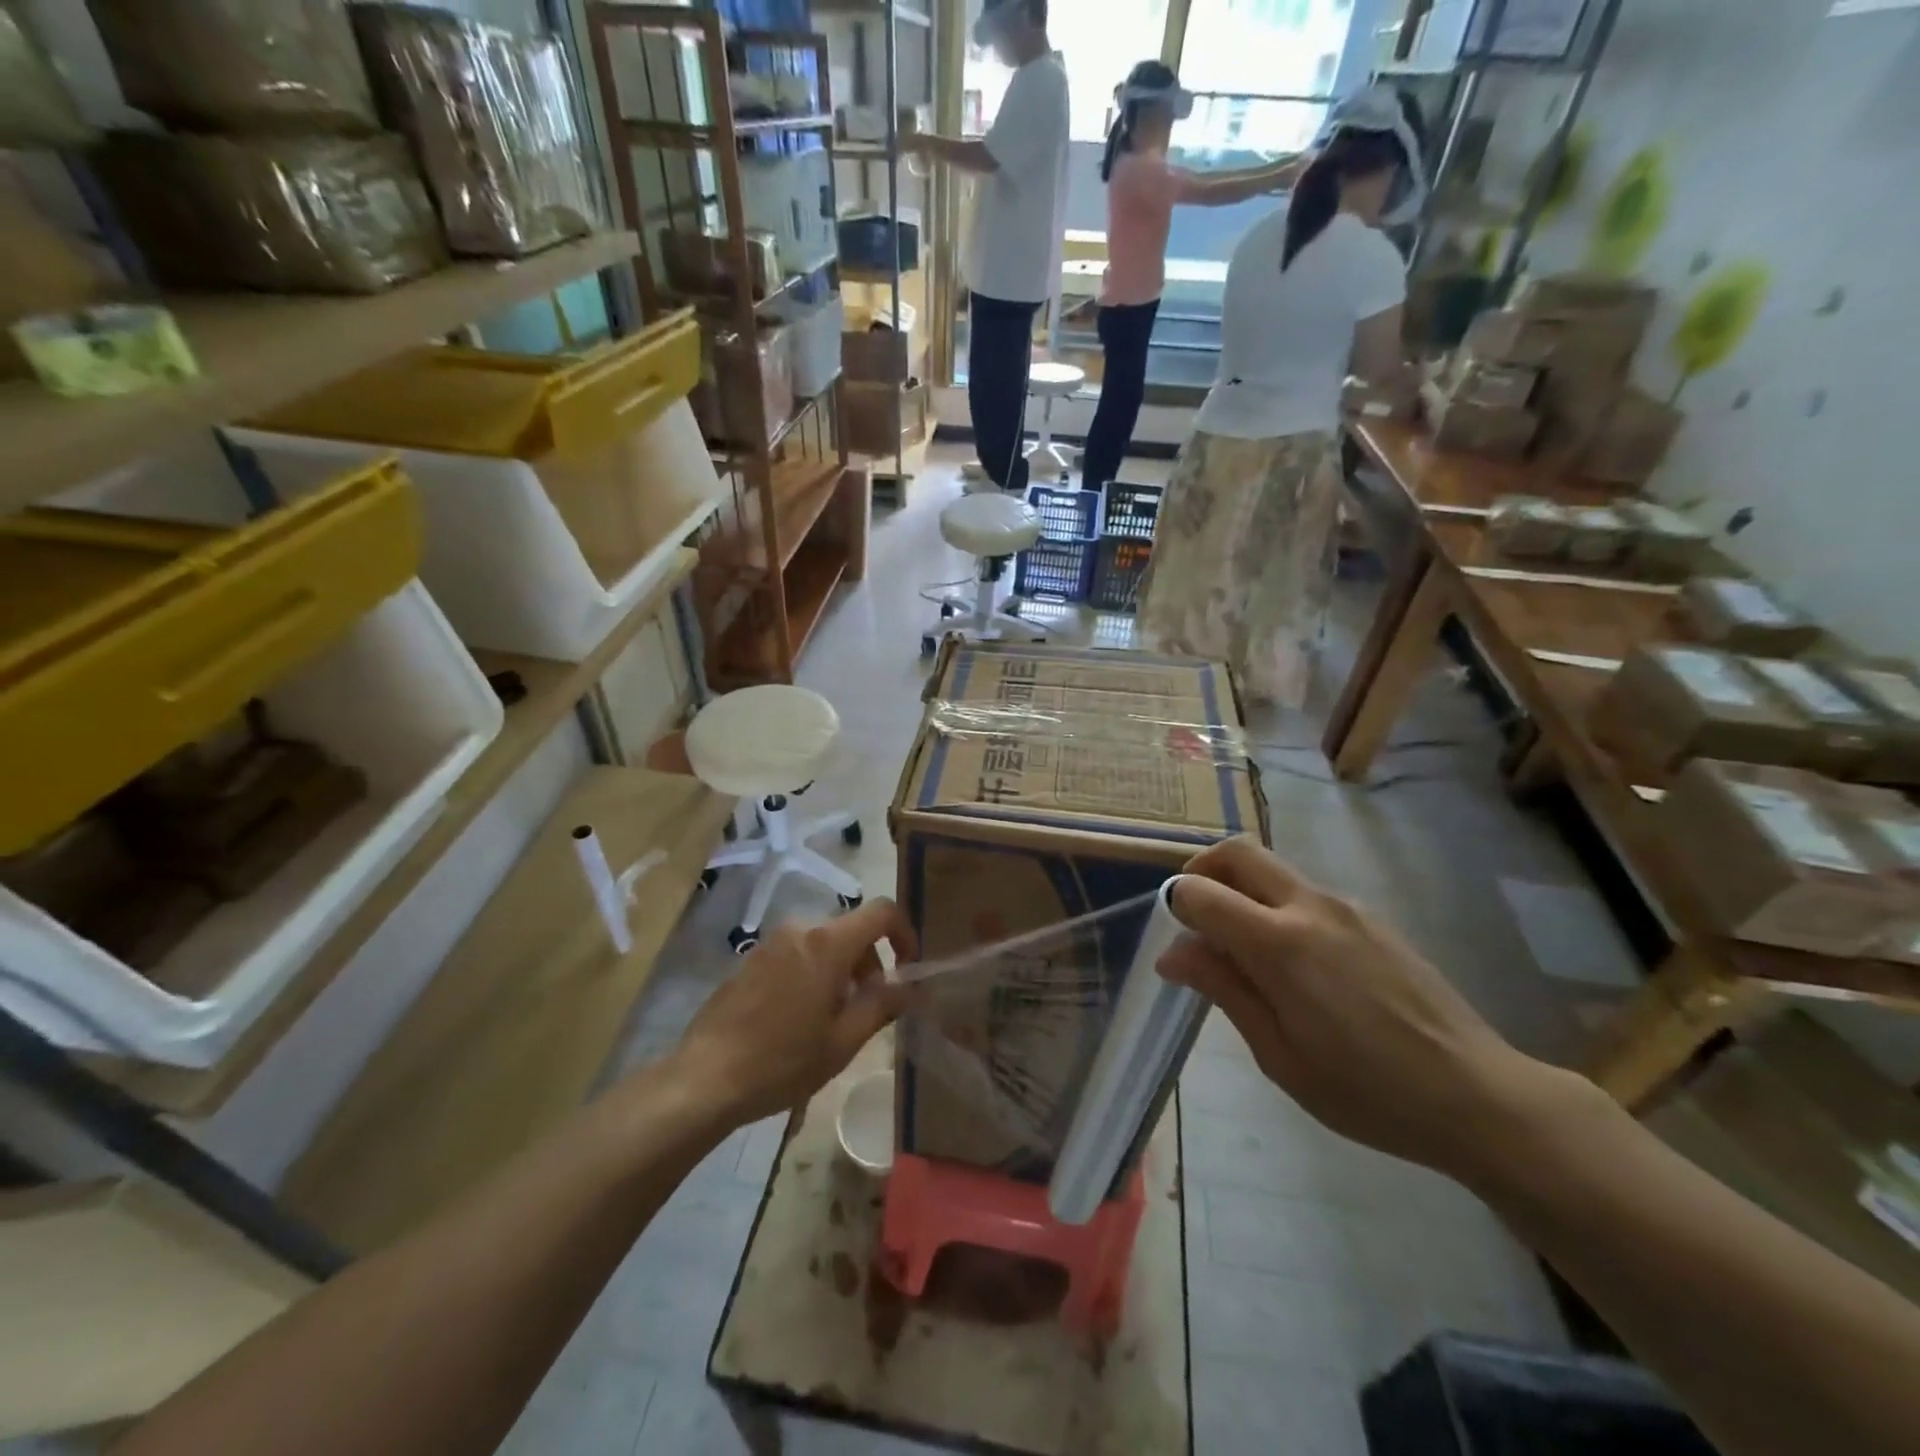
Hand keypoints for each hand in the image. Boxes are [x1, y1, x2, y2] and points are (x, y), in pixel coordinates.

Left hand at [670, 900, 917, 1126]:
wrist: (704, 1078)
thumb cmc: (782, 1061)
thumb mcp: (843, 1041)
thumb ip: (884, 1005)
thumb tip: (916, 988)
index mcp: (827, 943)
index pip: (882, 912)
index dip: (905, 933)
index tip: (909, 968)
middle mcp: (800, 929)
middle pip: (852, 930)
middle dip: (871, 962)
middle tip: (870, 1007)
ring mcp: (771, 941)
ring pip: (824, 942)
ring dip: (842, 970)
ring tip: (835, 1018)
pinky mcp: (751, 958)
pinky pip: (798, 952)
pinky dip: (814, 972)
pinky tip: (801, 1018)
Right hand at [1159, 838, 1558, 1179]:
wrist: (1478, 1096)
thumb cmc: (1366, 1090)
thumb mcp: (1279, 1054)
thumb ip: (1224, 989)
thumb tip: (1172, 952)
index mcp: (1279, 944)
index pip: (1202, 891)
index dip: (1176, 905)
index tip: (1176, 939)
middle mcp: (1310, 907)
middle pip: (1238, 851)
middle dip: (1203, 870)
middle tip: (1195, 915)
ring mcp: (1346, 907)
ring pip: (1274, 870)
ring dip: (1243, 890)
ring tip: (1245, 952)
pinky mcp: (1371, 919)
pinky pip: (1306, 894)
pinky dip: (1277, 907)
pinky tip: (1296, 966)